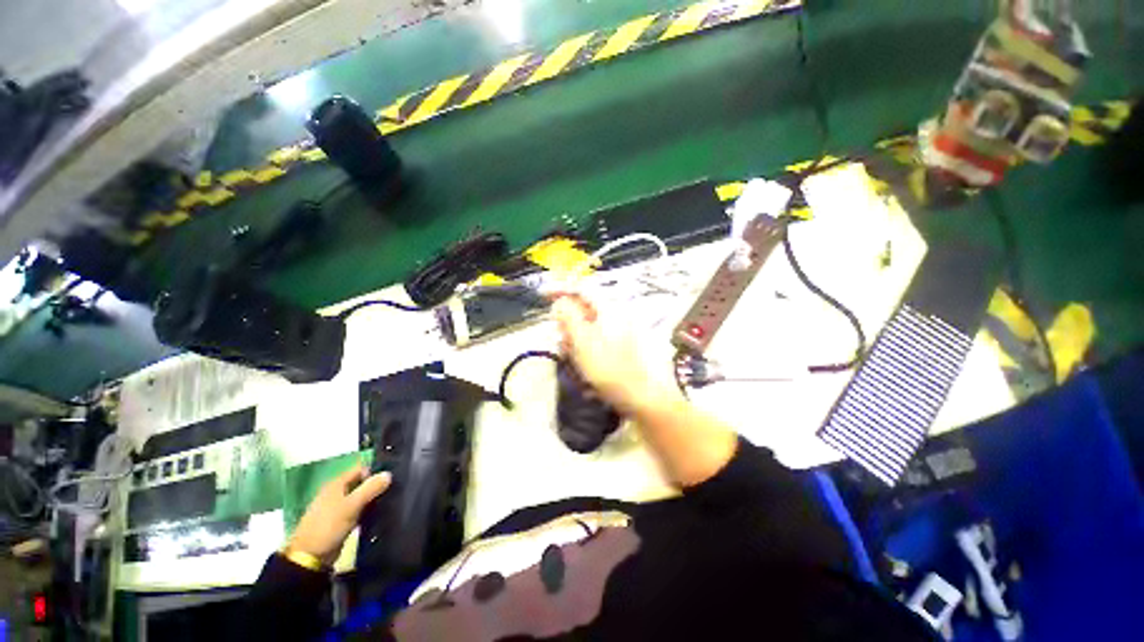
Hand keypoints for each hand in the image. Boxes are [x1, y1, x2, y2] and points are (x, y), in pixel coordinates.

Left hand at [289, 465, 390, 565]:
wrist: (310, 557)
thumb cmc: (328, 526)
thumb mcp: (351, 506)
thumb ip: (370, 488)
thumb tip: (388, 474)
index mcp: (336, 484)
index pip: (361, 468)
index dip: (376, 470)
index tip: (392, 476)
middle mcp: (337, 492)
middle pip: (361, 482)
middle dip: (376, 485)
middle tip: (394, 488)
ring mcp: (338, 507)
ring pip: (360, 496)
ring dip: (373, 498)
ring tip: (391, 499)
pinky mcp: (341, 520)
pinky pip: (358, 509)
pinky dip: (367, 509)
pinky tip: (379, 513)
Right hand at [551, 295, 678, 413]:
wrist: (643, 397)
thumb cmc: (610, 368)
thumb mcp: (583, 341)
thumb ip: (568, 317)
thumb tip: (560, 301)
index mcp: (609, 308)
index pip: (582, 288)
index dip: (560, 289)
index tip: (542, 296)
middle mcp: (617, 314)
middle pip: (584, 309)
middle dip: (568, 322)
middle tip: (561, 340)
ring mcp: (622, 330)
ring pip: (589, 326)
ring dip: (576, 339)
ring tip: (573, 358)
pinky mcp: (622, 346)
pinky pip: (597, 340)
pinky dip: (587, 348)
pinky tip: (584, 365)